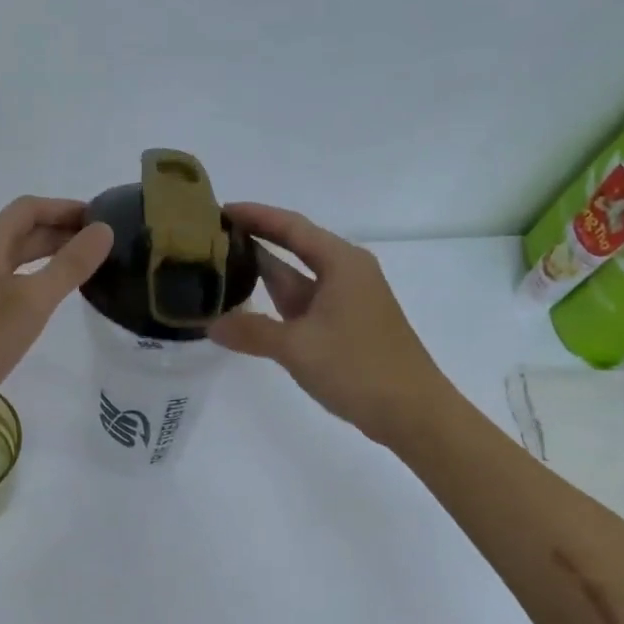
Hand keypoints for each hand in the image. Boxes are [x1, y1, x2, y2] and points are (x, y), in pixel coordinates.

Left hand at [0, 197, 113, 418]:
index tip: (100, 218)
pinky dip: (35, 273)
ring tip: (85, 262)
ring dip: (49, 252)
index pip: (29, 208)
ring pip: (15, 254)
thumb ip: (70, 264)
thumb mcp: (34, 300)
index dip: (65, 208)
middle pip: (22, 229)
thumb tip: (104, 230)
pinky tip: (52, 292)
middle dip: (60, 229)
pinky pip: (9, 276)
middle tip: (101, 242)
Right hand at [211, 203, 449, 447]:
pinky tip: (247, 310)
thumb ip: (252, 332)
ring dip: (262, 275)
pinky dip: (275, 304)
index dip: (255, 215)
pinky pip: (303, 304)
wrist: (413, 414)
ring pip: (297, 279)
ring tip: (219, 268)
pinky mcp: (345, 326)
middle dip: (255, 241)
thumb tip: (210, 324)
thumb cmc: (359, 368)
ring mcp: (346, 301)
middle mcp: (345, 273)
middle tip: (211, 238)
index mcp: (341, 263)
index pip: (290, 226)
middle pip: (293, 247)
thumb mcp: (297, 347)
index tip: (219, 209)